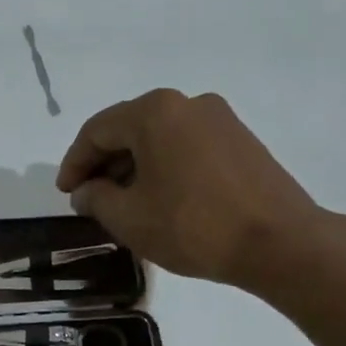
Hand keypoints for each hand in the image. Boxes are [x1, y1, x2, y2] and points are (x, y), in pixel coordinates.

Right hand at [56, 88, 328, 291]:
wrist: (279, 242)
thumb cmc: (192, 226)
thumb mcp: (128, 218)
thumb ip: (96, 199)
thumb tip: (86, 191)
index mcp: (154, 112)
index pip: (97, 131)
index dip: (74, 163)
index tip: (66, 194)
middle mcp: (187, 103)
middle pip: (129, 129)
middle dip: (103, 164)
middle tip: (89, 198)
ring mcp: (220, 119)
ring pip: (159, 138)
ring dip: (133, 166)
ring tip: (122, 203)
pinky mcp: (241, 140)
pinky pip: (186, 146)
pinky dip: (164, 167)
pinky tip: (160, 198)